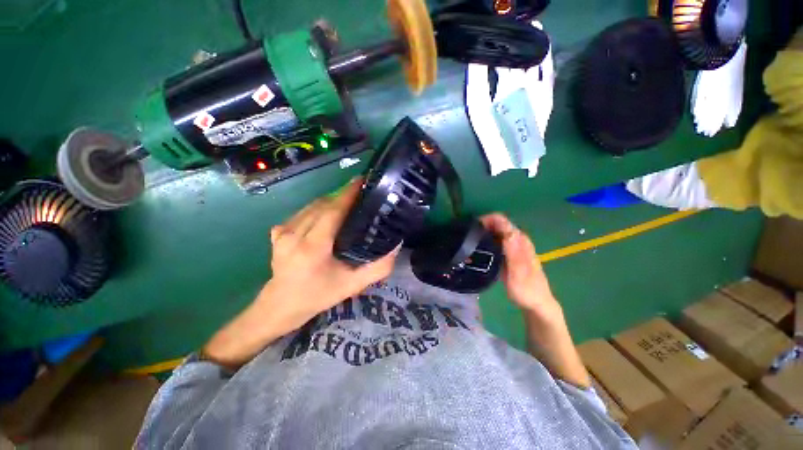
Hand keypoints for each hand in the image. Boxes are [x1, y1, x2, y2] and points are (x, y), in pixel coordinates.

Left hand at [268, 178, 397, 316]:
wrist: (281, 305)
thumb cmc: (319, 295)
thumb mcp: (353, 285)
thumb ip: (378, 268)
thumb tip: (395, 246)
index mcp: (313, 247)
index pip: (333, 211)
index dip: (348, 194)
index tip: (362, 181)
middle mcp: (294, 234)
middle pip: (323, 205)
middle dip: (343, 195)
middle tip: (362, 193)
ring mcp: (282, 231)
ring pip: (312, 206)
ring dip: (332, 201)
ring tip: (349, 202)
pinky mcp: (278, 231)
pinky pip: (303, 212)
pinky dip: (319, 209)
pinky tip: (329, 215)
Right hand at [480, 213, 588, 387]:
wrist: (537, 303)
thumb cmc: (528, 291)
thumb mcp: (519, 274)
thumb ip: (514, 253)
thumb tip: (507, 233)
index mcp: (519, 241)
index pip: (501, 220)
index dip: (485, 220)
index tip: (470, 228)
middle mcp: (517, 239)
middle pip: (497, 224)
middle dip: (481, 225)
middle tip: (466, 237)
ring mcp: (513, 246)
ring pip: (496, 232)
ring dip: (483, 233)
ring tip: (469, 242)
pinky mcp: (509, 253)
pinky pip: (496, 241)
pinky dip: (486, 241)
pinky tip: (478, 249)